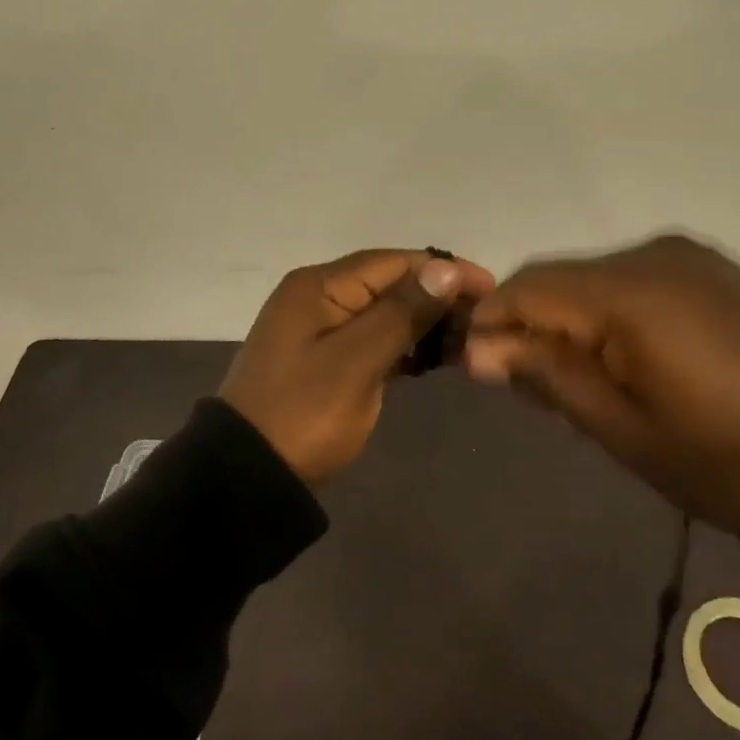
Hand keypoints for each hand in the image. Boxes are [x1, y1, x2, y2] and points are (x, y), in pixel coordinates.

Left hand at [221, 249, 496, 485]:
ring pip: (387, 313)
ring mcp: (323, 330)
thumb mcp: (356, 362)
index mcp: (321, 286)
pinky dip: (407, 346)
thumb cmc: (304, 414)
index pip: (394, 262)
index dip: (444, 271)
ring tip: (472, 340)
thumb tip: (445, 268)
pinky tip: (440, 358)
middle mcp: (321, 297)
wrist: (248, 478)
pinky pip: (376, 340)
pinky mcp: (329, 361)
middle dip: (439, 298)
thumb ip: (402, 313)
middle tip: (486, 321)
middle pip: (392, 284)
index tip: (491, 289)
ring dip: (427, 323)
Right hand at [463, 234, 739, 536]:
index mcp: (629, 292)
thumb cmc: (738, 462)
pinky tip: (631, 358)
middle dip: (530, 323)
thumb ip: (550, 377)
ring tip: (582, 379)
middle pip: (558, 276)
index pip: (526, 286)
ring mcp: (690, 256)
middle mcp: (653, 254)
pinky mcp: (715, 269)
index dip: (491, 323)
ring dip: (572, 318)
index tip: (479, 371)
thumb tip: (479, 348)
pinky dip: (612, 312)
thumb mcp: (629, 433)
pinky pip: (636, 279)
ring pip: (595, 277)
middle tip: (531, 388)